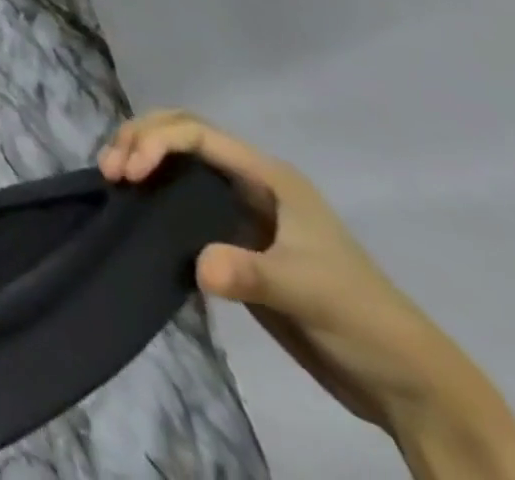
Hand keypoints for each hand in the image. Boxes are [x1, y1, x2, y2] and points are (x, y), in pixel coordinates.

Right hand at [100, 109, 425, 424]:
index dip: (156, 142)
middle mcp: (250, 180)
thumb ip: (250, 274)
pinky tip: (134, 205)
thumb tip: (196, 267)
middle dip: (140, 139)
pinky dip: (152, 189)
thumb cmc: (362, 322)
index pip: (197, 134)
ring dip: (141, 157)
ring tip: (113, 180)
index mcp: (269, 176)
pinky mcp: (232, 236)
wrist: (404, 382)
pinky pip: (180, 195)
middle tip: (110, 170)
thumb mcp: (307, 293)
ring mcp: (241, 207)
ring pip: (178, 158)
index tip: (129, 173)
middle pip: (181, 132)